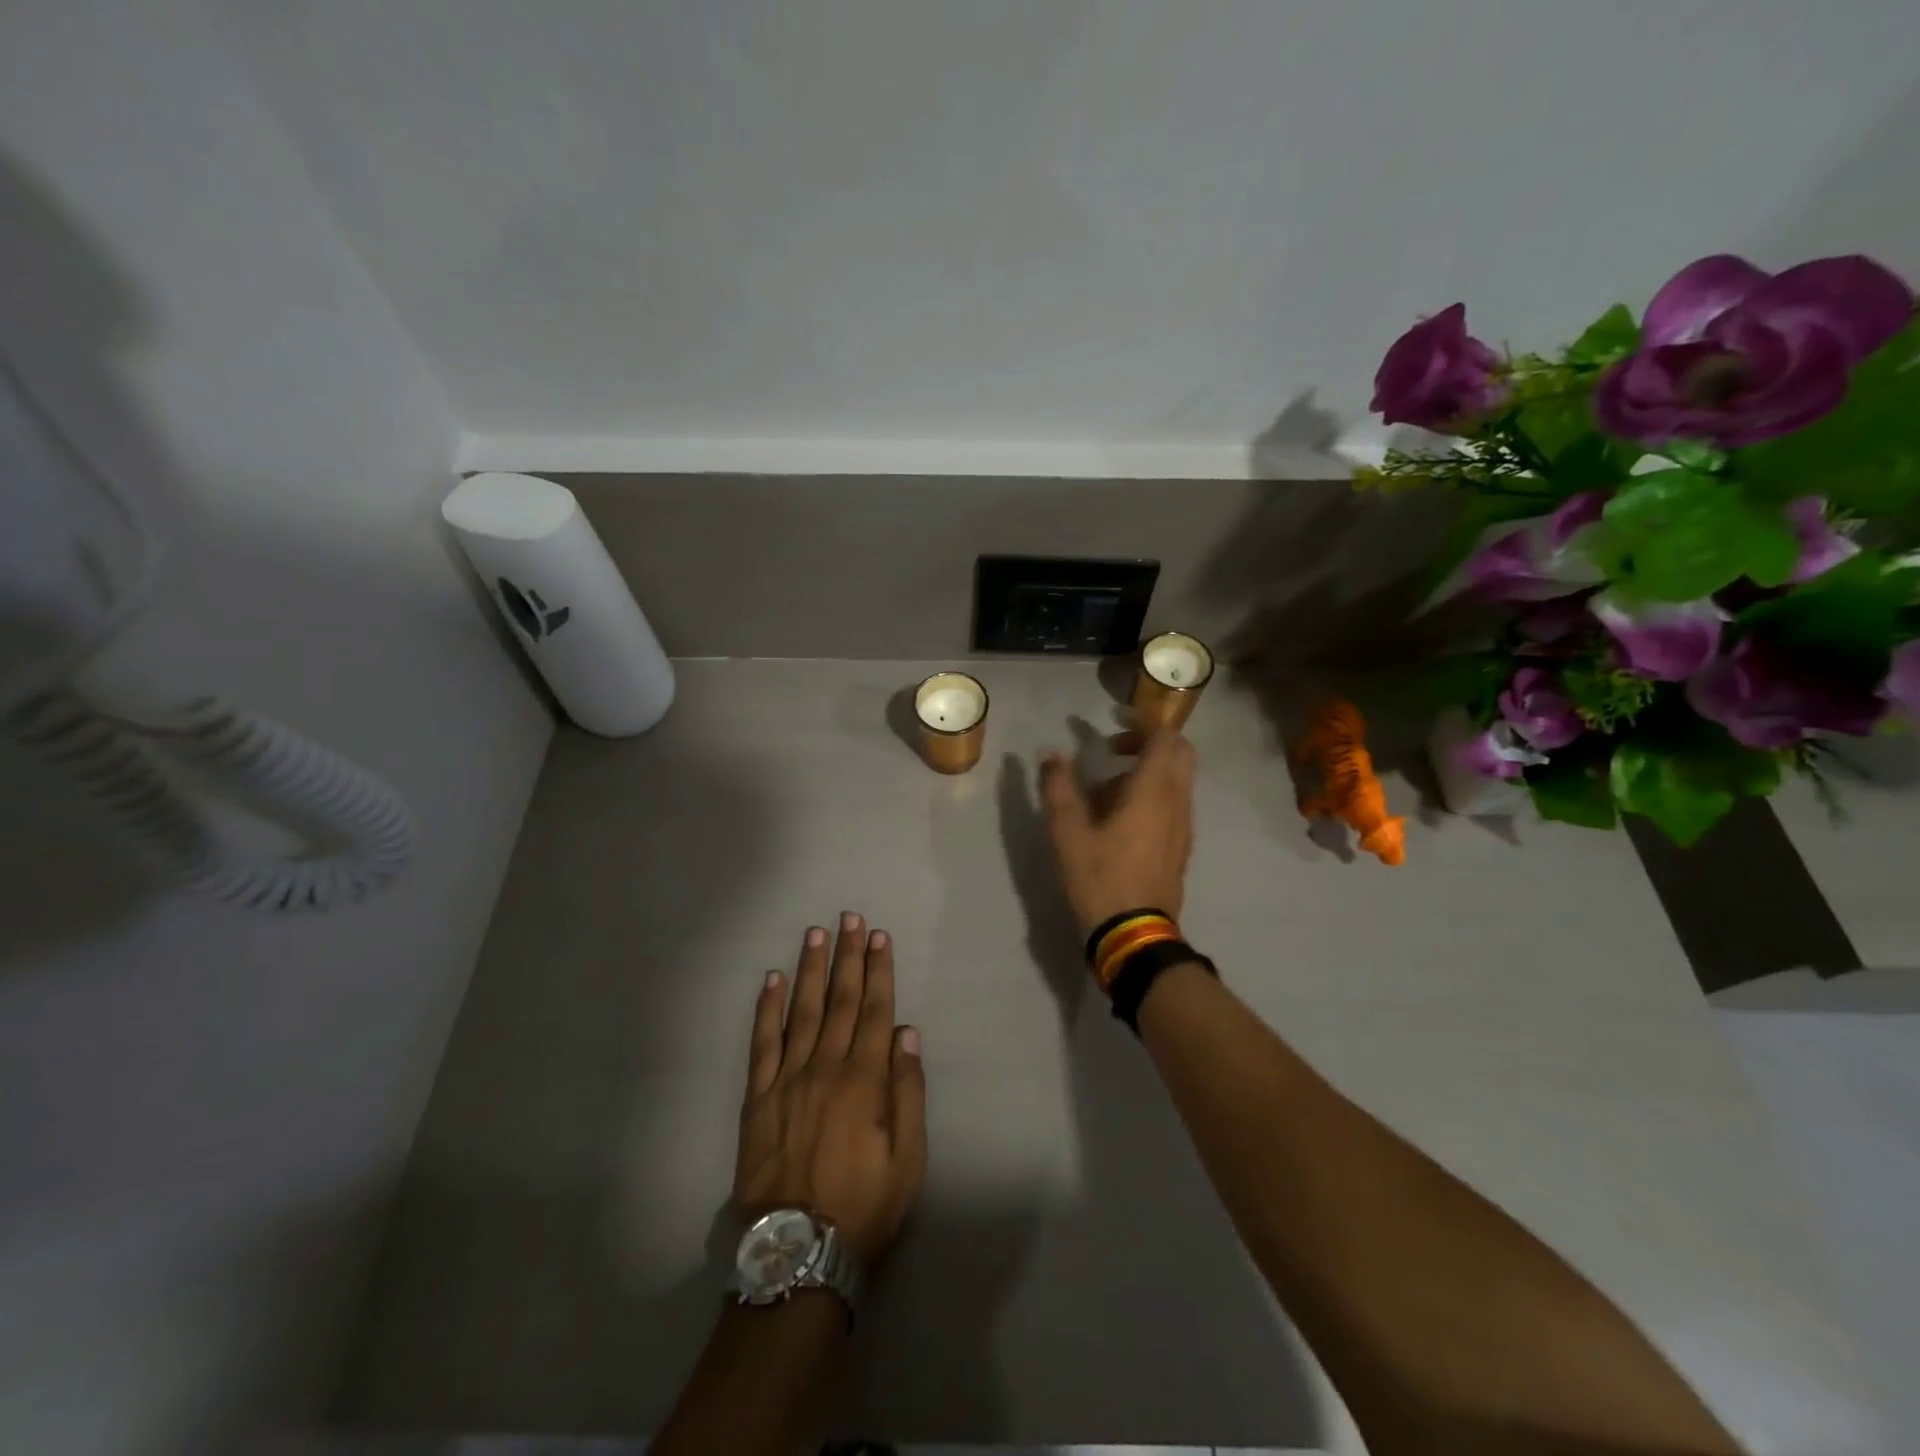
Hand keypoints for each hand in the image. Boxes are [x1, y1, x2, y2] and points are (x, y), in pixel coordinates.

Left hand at [733, 912, 926, 1265]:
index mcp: (864, 1080)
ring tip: (815, 934)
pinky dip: (766, 1009)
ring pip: (802, 1011)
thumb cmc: (863, 1206)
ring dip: (810, 970)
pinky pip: (762, 1043)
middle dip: (847, 957)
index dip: (878, 971)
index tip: (879, 937)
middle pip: (840, 1001)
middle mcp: (825, 1067)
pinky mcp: (757, 1098)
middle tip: (849, 919)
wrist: (797, 1252)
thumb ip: (908, 1092)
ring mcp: (787, 1079)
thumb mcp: (908, 1159)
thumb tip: (906, 1035)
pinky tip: (771, 981)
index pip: (875, 1011)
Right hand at [1040, 729, 1196, 940]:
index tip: (1114, 718)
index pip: (1164, 737)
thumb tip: (1050, 754)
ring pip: (1176, 780)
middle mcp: (1177, 801)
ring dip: (1147, 770)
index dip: (1142, 721)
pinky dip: (1152, 794)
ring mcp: (1183, 826)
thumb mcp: (1067, 832)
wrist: (1134, 935)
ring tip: (1105, 789)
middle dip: (1149, 741)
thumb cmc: (1100, 878)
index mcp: (1153, 791)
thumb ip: (1058, 787)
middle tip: (1113, 749)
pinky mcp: (1180, 846)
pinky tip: (1119, 818)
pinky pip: (1173, 803)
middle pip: (1179, 753)